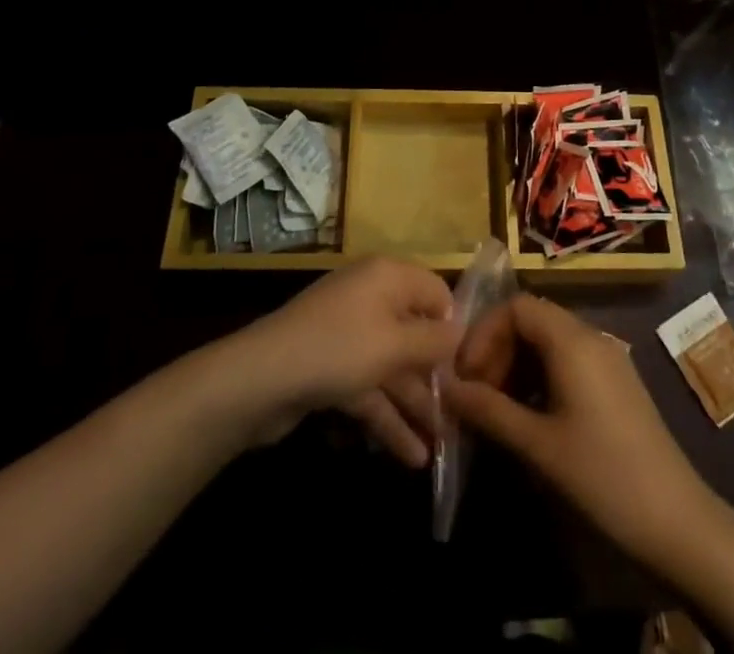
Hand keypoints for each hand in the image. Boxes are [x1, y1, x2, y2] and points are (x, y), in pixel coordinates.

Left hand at [220, 258, 460, 466]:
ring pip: (393, 368)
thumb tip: (461, 332)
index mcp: (387, 277)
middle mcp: (371, 299)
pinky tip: (412, 456)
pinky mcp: (331, 370)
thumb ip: (433, 341)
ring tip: (444, 446)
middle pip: (414, 333)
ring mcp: (349, 336)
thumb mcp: (394, 345)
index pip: (434, 290)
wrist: (258, 380)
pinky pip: (370, 390)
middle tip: (464, 414)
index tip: (475, 364)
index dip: (454, 324)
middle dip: (437, 375)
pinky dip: (388, 419)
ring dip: (416, 405)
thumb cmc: (337, 349)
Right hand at [443, 294, 715, 564]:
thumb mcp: (538, 445)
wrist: (677, 522)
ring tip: (496, 409)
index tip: (465, 374)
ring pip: (549, 341)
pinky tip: (529, 417)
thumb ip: (488, 410)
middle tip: (476, 394)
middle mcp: (591, 337)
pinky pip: (568, 361)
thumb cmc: (603, 476)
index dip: (484, 332)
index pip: (517, 306)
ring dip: (516, 365)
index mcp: (572, 341)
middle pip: (532, 320)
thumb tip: (444, 387)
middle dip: (497, 350)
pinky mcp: (615, 383)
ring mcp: (607, 359)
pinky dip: (540, 377)